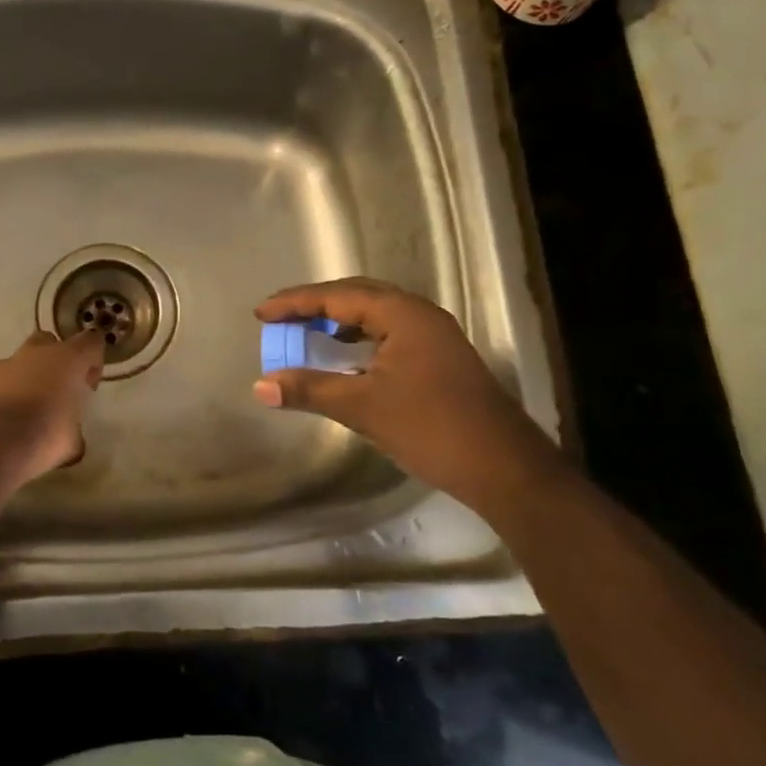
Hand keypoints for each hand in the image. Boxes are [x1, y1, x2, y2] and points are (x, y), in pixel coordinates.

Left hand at [0, 330, 105, 483]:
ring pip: (20, 363)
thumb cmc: (44, 436)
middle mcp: (35, 354)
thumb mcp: (72, 441)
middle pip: (50, 342)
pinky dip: (3, 397)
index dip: (93, 361)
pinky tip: (3, 423)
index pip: (91, 342)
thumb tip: (72, 438)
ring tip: (28, 412)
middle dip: (55, 361)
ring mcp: (3, 365)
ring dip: (27, 379)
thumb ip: (74, 429)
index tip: (88, 385)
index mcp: (68, 360)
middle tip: (58, 391)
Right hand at [252, 278, 565, 514]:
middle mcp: (420, 314)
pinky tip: (343, 359)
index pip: (338, 296)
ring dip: (338, 321)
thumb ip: (310, 389)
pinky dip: (358, 340)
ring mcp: (434, 336)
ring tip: (304, 333)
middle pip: (358, 296)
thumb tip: (261, 386)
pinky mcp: (439, 359)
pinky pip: (388, 334)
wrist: (504, 469)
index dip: (294, 303)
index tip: (260, 314)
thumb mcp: (363, 407)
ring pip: (375, 315)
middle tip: (279, 318)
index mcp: (403, 314)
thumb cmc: (431, 428)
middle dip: (315, 305)